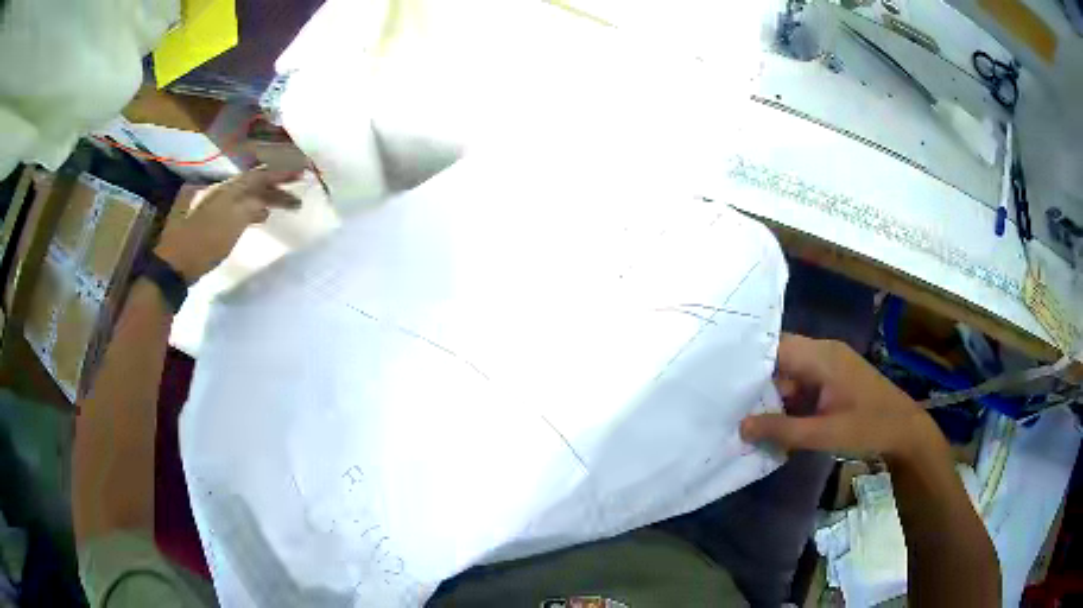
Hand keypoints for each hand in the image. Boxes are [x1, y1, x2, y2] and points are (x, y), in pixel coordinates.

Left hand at [153, 168, 300, 282]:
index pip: (260, 175)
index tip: (302, 172)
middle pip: (255, 184)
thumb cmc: (204, 243)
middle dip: (277, 186)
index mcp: (229, 190)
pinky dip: (255, 210)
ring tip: (284, 205)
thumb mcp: (231, 223)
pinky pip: (242, 209)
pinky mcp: (215, 223)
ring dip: (268, 198)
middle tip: (298, 189)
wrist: (176, 264)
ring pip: (249, 196)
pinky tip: (261, 217)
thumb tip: (265, 204)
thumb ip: (251, 208)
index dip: (281, 173)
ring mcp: (218, 207)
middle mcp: (224, 193)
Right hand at [740, 333, 941, 462]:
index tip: (723, 381)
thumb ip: (782, 429)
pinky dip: (791, 400)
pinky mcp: (835, 378)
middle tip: (732, 406)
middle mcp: (824, 352)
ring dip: (775, 394)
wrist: (905, 430)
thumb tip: (741, 427)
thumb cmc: (868, 427)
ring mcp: (831, 365)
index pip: (776, 347)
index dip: (749, 361)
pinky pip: (804, 382)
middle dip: (759, 383)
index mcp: (822, 356)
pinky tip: (779, 421)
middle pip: (781, 359)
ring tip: (750, 417)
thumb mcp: (824, 434)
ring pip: (792, 372)